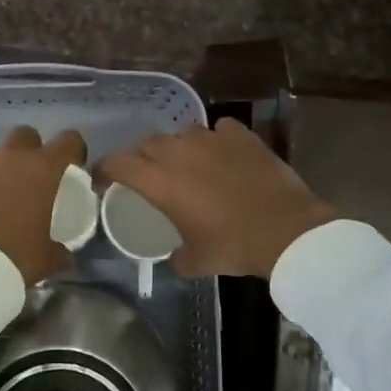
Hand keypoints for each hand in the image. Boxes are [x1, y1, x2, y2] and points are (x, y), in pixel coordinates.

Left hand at [0, 125, 87, 286]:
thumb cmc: (13, 259)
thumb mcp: (48, 259)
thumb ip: (59, 249)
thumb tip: (63, 252)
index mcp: (42, 170)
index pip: (68, 141)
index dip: (72, 150)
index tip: (70, 165)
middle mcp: (8, 156)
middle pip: (25, 136)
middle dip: (29, 152)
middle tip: (27, 179)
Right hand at [97, 119, 339, 279]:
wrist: (286, 230)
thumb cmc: (233, 246)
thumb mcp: (195, 261)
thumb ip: (176, 255)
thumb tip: (175, 255)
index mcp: (159, 181)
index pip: (117, 163)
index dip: (105, 170)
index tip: (104, 181)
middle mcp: (179, 152)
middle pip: (147, 144)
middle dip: (141, 158)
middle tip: (148, 176)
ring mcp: (212, 139)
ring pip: (182, 133)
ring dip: (178, 147)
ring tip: (187, 164)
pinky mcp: (242, 136)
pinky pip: (219, 129)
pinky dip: (215, 140)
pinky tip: (222, 154)